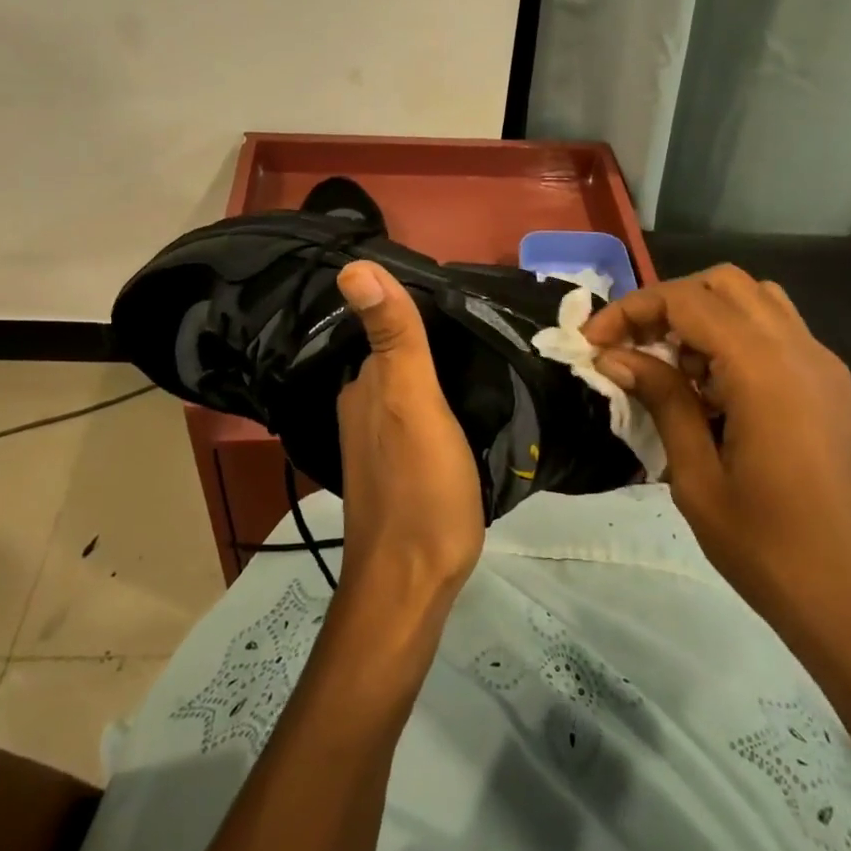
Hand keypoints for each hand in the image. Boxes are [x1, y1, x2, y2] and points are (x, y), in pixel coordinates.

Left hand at [332, 261, 484, 613]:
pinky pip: (423, 418)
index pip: (393, 325)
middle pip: (404, 356)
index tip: (478, 299)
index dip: (431, 309)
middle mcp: (363, 405)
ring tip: (494, 363)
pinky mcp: (401, 468)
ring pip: (414, 388)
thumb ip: (393, 335)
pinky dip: (447, 406)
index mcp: (366, 384)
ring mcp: (379, 441)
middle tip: (497, 329)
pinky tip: (475, 410)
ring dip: (446, 374)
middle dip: (441, 340)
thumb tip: (352, 266)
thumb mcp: (411, 401)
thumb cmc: (419, 488)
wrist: (412, 584)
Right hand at [585, 266, 850, 661]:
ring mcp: (822, 364)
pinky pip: (776, 329)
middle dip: (667, 302)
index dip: (632, 310)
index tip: (592, 343)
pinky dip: (734, 334)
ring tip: (670, 364)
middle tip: (629, 346)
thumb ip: (661, 400)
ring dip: (703, 313)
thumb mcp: (696, 477)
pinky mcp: (829, 384)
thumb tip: (615, 356)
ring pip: (753, 298)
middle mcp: (800, 350)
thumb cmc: (766, 548)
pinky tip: (711, 385)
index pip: (688, 301)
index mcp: (765, 371)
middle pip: (723, 283)